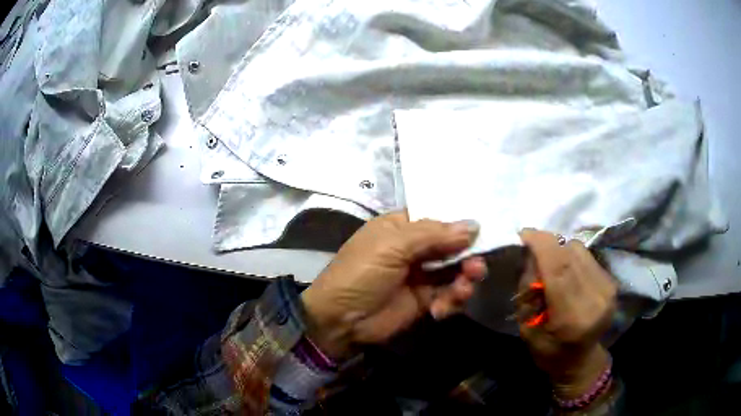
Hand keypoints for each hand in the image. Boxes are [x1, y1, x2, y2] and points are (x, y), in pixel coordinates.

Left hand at [301, 211, 486, 359]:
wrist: (340, 320)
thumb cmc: (360, 273)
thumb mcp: (391, 246)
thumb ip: (433, 234)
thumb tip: (473, 225)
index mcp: (402, 226)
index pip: (438, 217)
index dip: (461, 221)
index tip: (487, 225)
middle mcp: (415, 248)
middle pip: (452, 245)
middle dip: (468, 256)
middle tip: (476, 267)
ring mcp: (421, 275)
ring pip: (455, 271)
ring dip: (464, 279)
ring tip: (462, 289)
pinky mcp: (425, 300)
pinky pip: (449, 295)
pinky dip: (452, 301)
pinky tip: (440, 309)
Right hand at [517, 230, 616, 397]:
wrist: (580, 361)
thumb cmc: (548, 352)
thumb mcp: (526, 329)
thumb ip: (528, 291)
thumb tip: (531, 255)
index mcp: (572, 317)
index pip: (559, 268)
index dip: (541, 245)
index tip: (524, 233)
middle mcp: (596, 298)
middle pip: (571, 254)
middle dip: (548, 243)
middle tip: (532, 247)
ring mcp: (607, 289)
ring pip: (580, 250)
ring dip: (560, 250)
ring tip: (549, 263)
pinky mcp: (612, 283)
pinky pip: (587, 256)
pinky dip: (571, 257)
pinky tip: (565, 270)